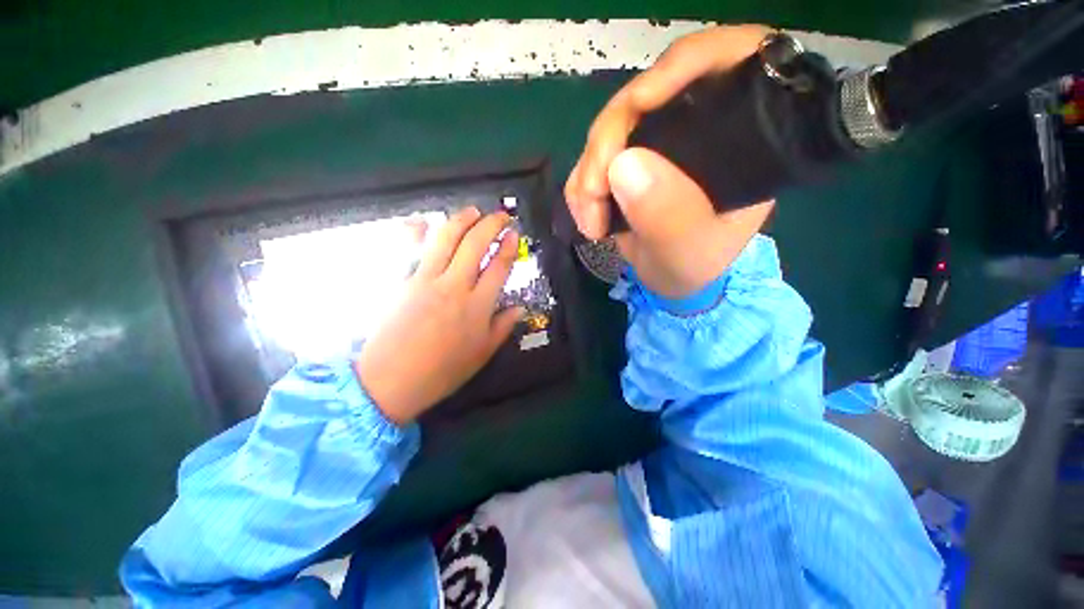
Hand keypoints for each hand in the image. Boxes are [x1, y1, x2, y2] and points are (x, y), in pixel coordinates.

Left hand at [356, 207, 522, 424]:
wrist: (391, 380)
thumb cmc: (442, 371)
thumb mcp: (482, 354)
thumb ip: (503, 327)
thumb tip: (521, 308)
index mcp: (477, 306)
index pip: (498, 266)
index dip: (508, 247)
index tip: (514, 234)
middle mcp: (454, 286)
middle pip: (475, 244)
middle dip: (491, 224)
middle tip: (500, 215)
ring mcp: (425, 280)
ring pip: (445, 239)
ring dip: (461, 220)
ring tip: (472, 211)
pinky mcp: (402, 281)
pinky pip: (410, 249)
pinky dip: (416, 232)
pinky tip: (423, 222)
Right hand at [565, 25, 775, 298]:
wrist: (670, 279)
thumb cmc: (693, 267)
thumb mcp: (688, 252)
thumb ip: (668, 216)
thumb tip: (622, 166)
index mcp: (739, 138)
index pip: (724, 61)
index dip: (680, 66)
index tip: (638, 103)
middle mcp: (697, 127)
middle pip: (646, 96)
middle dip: (607, 143)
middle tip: (592, 196)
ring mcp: (658, 141)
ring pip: (609, 128)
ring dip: (587, 172)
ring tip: (591, 221)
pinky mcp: (629, 159)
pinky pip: (593, 156)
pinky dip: (580, 185)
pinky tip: (587, 215)